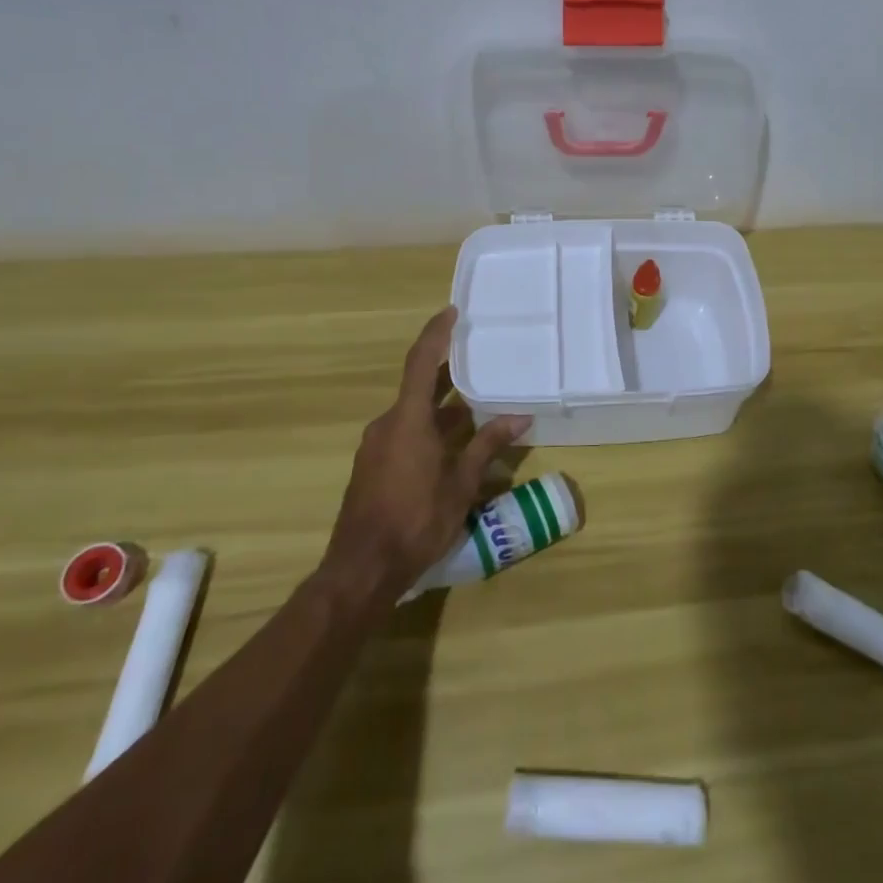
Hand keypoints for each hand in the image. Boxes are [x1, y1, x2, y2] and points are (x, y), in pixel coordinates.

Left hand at [322, 306, 530, 596]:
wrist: (362, 570)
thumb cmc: (416, 520)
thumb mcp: (461, 483)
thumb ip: (488, 445)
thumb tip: (520, 418)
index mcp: (407, 420)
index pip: (421, 362)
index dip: (436, 334)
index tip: (451, 312)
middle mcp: (387, 424)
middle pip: (418, 387)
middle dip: (448, 375)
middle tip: (478, 361)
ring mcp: (376, 447)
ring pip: (413, 414)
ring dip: (442, 409)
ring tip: (476, 408)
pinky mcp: (372, 467)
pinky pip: (403, 434)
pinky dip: (428, 430)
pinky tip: (453, 446)